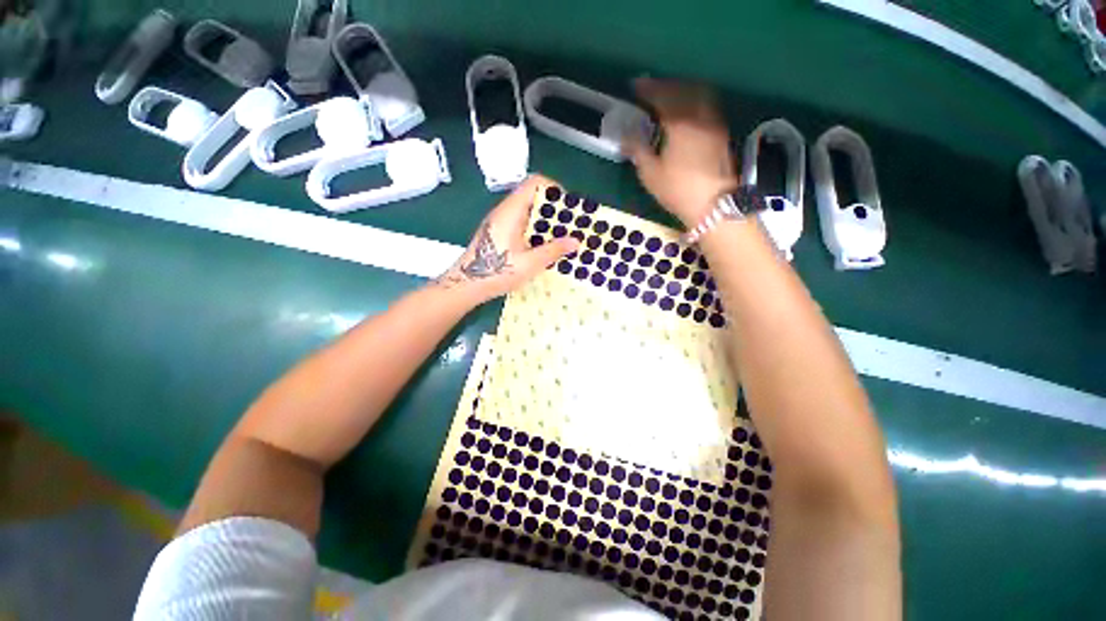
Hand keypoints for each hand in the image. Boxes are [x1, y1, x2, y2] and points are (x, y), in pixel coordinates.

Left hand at [435, 175, 578, 303]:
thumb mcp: (530, 263)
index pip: (535, 183)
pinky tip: (543, 248)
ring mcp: (500, 222)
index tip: (568, 209)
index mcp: (512, 210)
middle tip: (569, 228)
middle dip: (554, 210)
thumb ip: (553, 250)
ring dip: (545, 222)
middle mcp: (505, 211)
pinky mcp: (498, 233)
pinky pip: (521, 223)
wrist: (466, 285)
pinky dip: (535, 231)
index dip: (555, 190)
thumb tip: (576, 241)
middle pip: (533, 197)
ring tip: (560, 240)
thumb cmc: (497, 272)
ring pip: (527, 212)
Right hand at [624, 78, 739, 227]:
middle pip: (684, 89)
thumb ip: (638, 150)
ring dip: (683, 89)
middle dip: (666, 85)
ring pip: (700, 93)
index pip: (663, 96)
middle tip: (652, 89)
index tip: (636, 85)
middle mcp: (700, 116)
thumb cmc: (678, 190)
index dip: (648, 88)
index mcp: (680, 123)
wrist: (714, 205)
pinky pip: (708, 105)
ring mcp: (715, 123)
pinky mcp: (722, 133)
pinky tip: (687, 111)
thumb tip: (626, 136)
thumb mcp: (650, 174)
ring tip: (670, 96)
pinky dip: (695, 100)